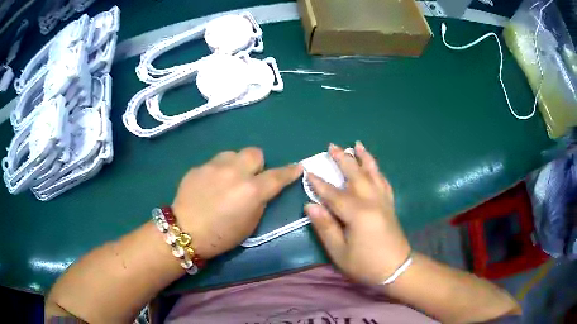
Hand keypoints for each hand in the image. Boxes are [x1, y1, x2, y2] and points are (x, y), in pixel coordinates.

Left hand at [172, 148, 301, 258]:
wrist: (185, 232)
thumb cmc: (221, 236)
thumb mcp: (250, 225)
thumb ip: (259, 201)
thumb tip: (261, 189)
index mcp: (251, 191)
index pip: (278, 176)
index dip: (290, 171)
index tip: (297, 167)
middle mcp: (235, 172)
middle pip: (255, 153)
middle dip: (257, 164)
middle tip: (250, 178)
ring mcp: (214, 166)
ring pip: (233, 154)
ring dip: (236, 165)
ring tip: (227, 179)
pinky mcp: (198, 167)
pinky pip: (214, 163)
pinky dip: (217, 172)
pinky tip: (209, 186)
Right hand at [304, 142, 410, 284]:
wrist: (396, 269)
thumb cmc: (365, 264)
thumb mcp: (339, 252)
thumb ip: (325, 227)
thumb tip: (310, 206)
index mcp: (358, 214)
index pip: (334, 194)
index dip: (320, 183)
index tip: (308, 171)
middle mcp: (372, 201)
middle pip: (356, 175)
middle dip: (343, 160)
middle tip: (332, 146)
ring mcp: (383, 201)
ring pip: (373, 174)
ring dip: (364, 158)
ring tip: (357, 145)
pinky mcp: (390, 205)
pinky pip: (384, 182)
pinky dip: (378, 171)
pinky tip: (374, 167)